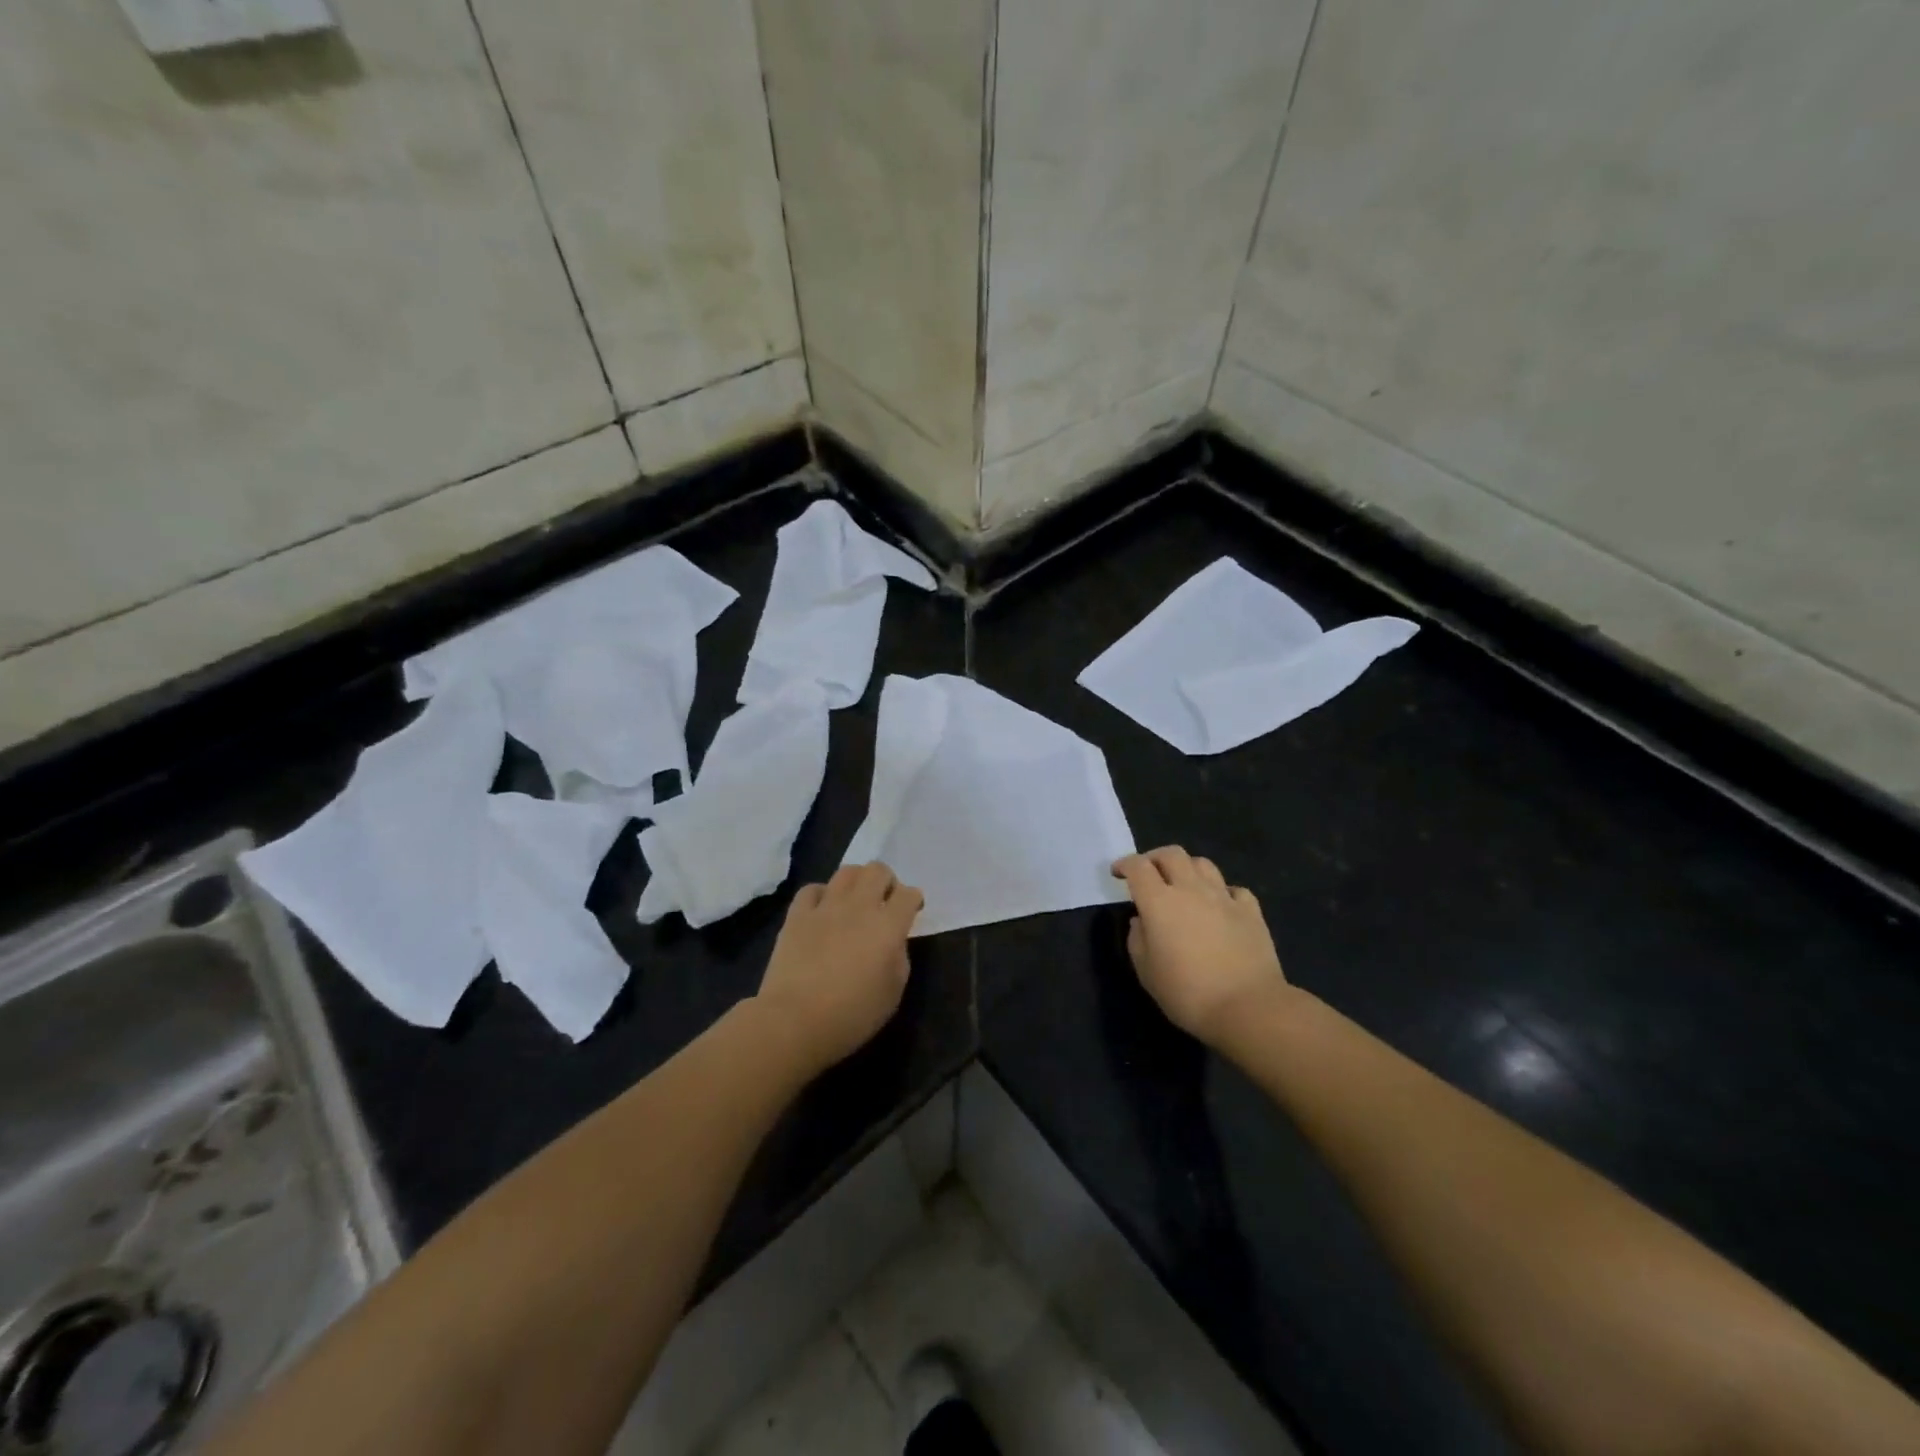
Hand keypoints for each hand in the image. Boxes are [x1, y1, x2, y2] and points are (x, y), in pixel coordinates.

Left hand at [755, 863, 923, 1071]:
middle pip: (878, 870)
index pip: (909, 894)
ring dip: (857, 882)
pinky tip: (822, 910)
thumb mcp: (893, 993)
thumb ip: (899, 958)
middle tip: (884, 903)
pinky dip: (822, 895)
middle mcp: (859, 907)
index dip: (913, 900)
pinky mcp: (797, 915)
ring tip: (855, 902)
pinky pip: (812, 889)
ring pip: (847, 872)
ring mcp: (826, 907)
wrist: (794, 1021)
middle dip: (886, 882)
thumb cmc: (852, 1015)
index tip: (911, 913)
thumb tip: (893, 941)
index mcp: (888, 926)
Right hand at [1113, 846, 1287, 1044]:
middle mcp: (1191, 890)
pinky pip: (1234, 889)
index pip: (1138, 867)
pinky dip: (1222, 892)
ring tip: (1183, 885)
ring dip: (1187, 868)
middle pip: (1171, 854)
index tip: (1118, 874)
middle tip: (1148, 874)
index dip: (1124, 864)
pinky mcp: (1251, 912)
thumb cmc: (1188, 993)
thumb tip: (1141, 921)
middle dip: (1155, 858)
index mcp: (1159, 902)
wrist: (1248, 1008)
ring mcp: (1224, 898)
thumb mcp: (1146, 972)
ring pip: (1203, 864)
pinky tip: (1220, 906)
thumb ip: (1137, 939)